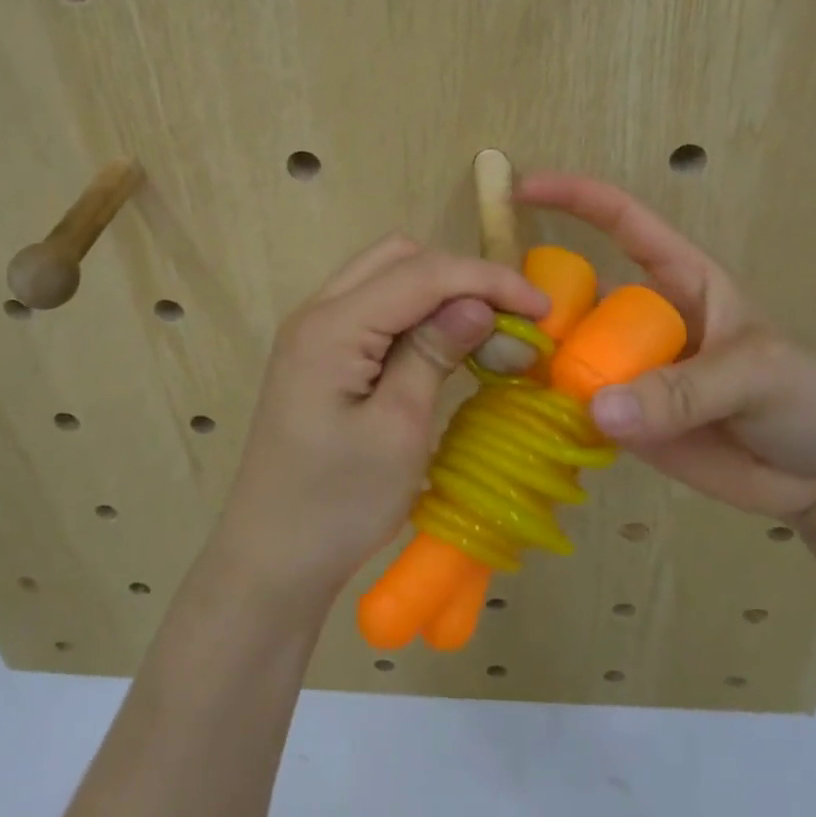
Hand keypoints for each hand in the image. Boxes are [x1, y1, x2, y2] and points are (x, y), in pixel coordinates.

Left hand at [216, 234, 549, 595]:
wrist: (274, 558)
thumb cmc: (338, 504)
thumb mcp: (398, 428)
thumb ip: (432, 353)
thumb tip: (477, 303)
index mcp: (331, 327)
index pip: (422, 273)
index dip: (488, 280)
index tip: (542, 309)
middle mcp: (315, 312)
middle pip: (400, 258)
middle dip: (462, 277)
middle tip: (509, 322)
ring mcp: (313, 332)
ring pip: (386, 276)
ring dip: (439, 292)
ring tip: (485, 333)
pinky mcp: (319, 354)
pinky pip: (374, 307)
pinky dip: (415, 313)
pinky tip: (444, 344)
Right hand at [517, 173, 815, 521]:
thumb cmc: (810, 398)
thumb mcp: (758, 377)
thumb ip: (684, 391)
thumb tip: (599, 407)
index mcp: (681, 282)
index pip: (623, 223)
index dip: (575, 198)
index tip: (522, 187)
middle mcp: (643, 321)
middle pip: (575, 295)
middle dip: (534, 298)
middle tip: (491, 318)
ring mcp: (631, 371)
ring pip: (568, 353)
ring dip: (536, 359)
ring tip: (498, 369)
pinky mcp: (626, 420)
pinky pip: (577, 407)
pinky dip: (549, 408)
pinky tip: (519, 411)